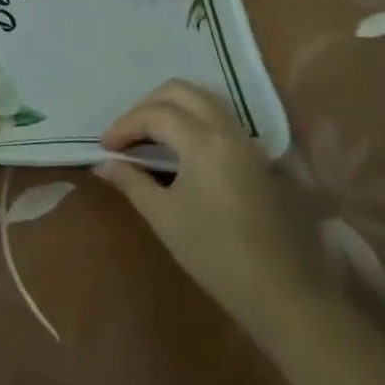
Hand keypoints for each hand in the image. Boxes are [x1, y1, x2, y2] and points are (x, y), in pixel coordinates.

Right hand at [95, 79, 323, 329]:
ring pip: (203, 100)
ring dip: (172, 109)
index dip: (124, 125)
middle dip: (147, 106)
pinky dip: (193, 121)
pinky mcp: (258, 158)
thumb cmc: (215, 254)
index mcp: (203, 141)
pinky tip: (180, 149)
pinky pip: (219, 119)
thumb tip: (103, 164)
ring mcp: (247, 142)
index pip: (155, 114)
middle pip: (181, 92)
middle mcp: (228, 130)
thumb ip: (131, 181)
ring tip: (150, 138)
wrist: (280, 292)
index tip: (104, 147)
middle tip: (126, 135)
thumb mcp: (164, 217)